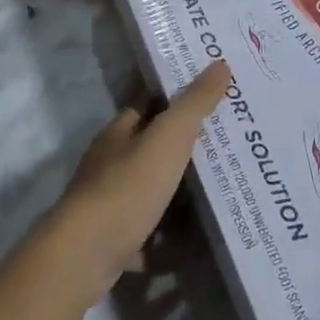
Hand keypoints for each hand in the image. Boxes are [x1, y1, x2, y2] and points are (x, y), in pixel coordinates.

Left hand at [42, 62, 230, 309]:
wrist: (85, 257)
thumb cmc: (127, 187)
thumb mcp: (168, 138)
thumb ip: (195, 103)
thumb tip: (220, 63)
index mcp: (120, 132)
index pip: (151, 103)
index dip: (181, 96)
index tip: (216, 94)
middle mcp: (112, 163)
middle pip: (155, 148)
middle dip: (189, 146)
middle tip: (234, 142)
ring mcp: (112, 204)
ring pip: (154, 191)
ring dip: (184, 192)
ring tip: (228, 187)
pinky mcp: (116, 241)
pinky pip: (153, 233)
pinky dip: (174, 237)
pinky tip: (202, 239)